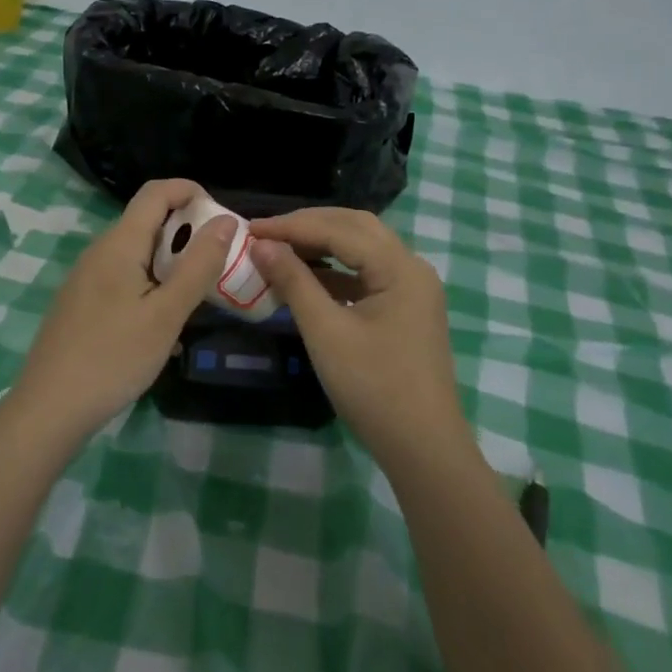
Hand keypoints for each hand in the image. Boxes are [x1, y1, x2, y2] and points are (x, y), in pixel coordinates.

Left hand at [13, 180, 237, 441]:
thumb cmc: (114, 357)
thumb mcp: (166, 314)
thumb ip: (198, 265)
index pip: (156, 192)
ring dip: (171, 260)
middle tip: (219, 262)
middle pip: (147, 220)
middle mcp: (99, 251)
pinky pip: (124, 276)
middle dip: (187, 230)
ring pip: (137, 252)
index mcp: (119, 244)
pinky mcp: (82, 302)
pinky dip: (152, 282)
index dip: (191, 191)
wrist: (51, 407)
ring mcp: (86, 277)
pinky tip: (163, 320)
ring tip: (198, 293)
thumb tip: (225, 221)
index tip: (222, 219)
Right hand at [249, 209, 472, 465]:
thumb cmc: (372, 387)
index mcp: (400, 267)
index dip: (292, 226)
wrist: (421, 446)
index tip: (250, 228)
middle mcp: (412, 268)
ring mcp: (412, 290)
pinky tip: (306, 279)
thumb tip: (261, 245)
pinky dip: (335, 272)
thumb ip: (294, 281)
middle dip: (309, 226)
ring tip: (280, 250)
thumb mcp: (326, 331)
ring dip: (322, 245)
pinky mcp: (405, 310)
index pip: (340, 229)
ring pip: (362, 250)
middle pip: (356, 228)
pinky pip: (367, 276)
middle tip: (266, 233)